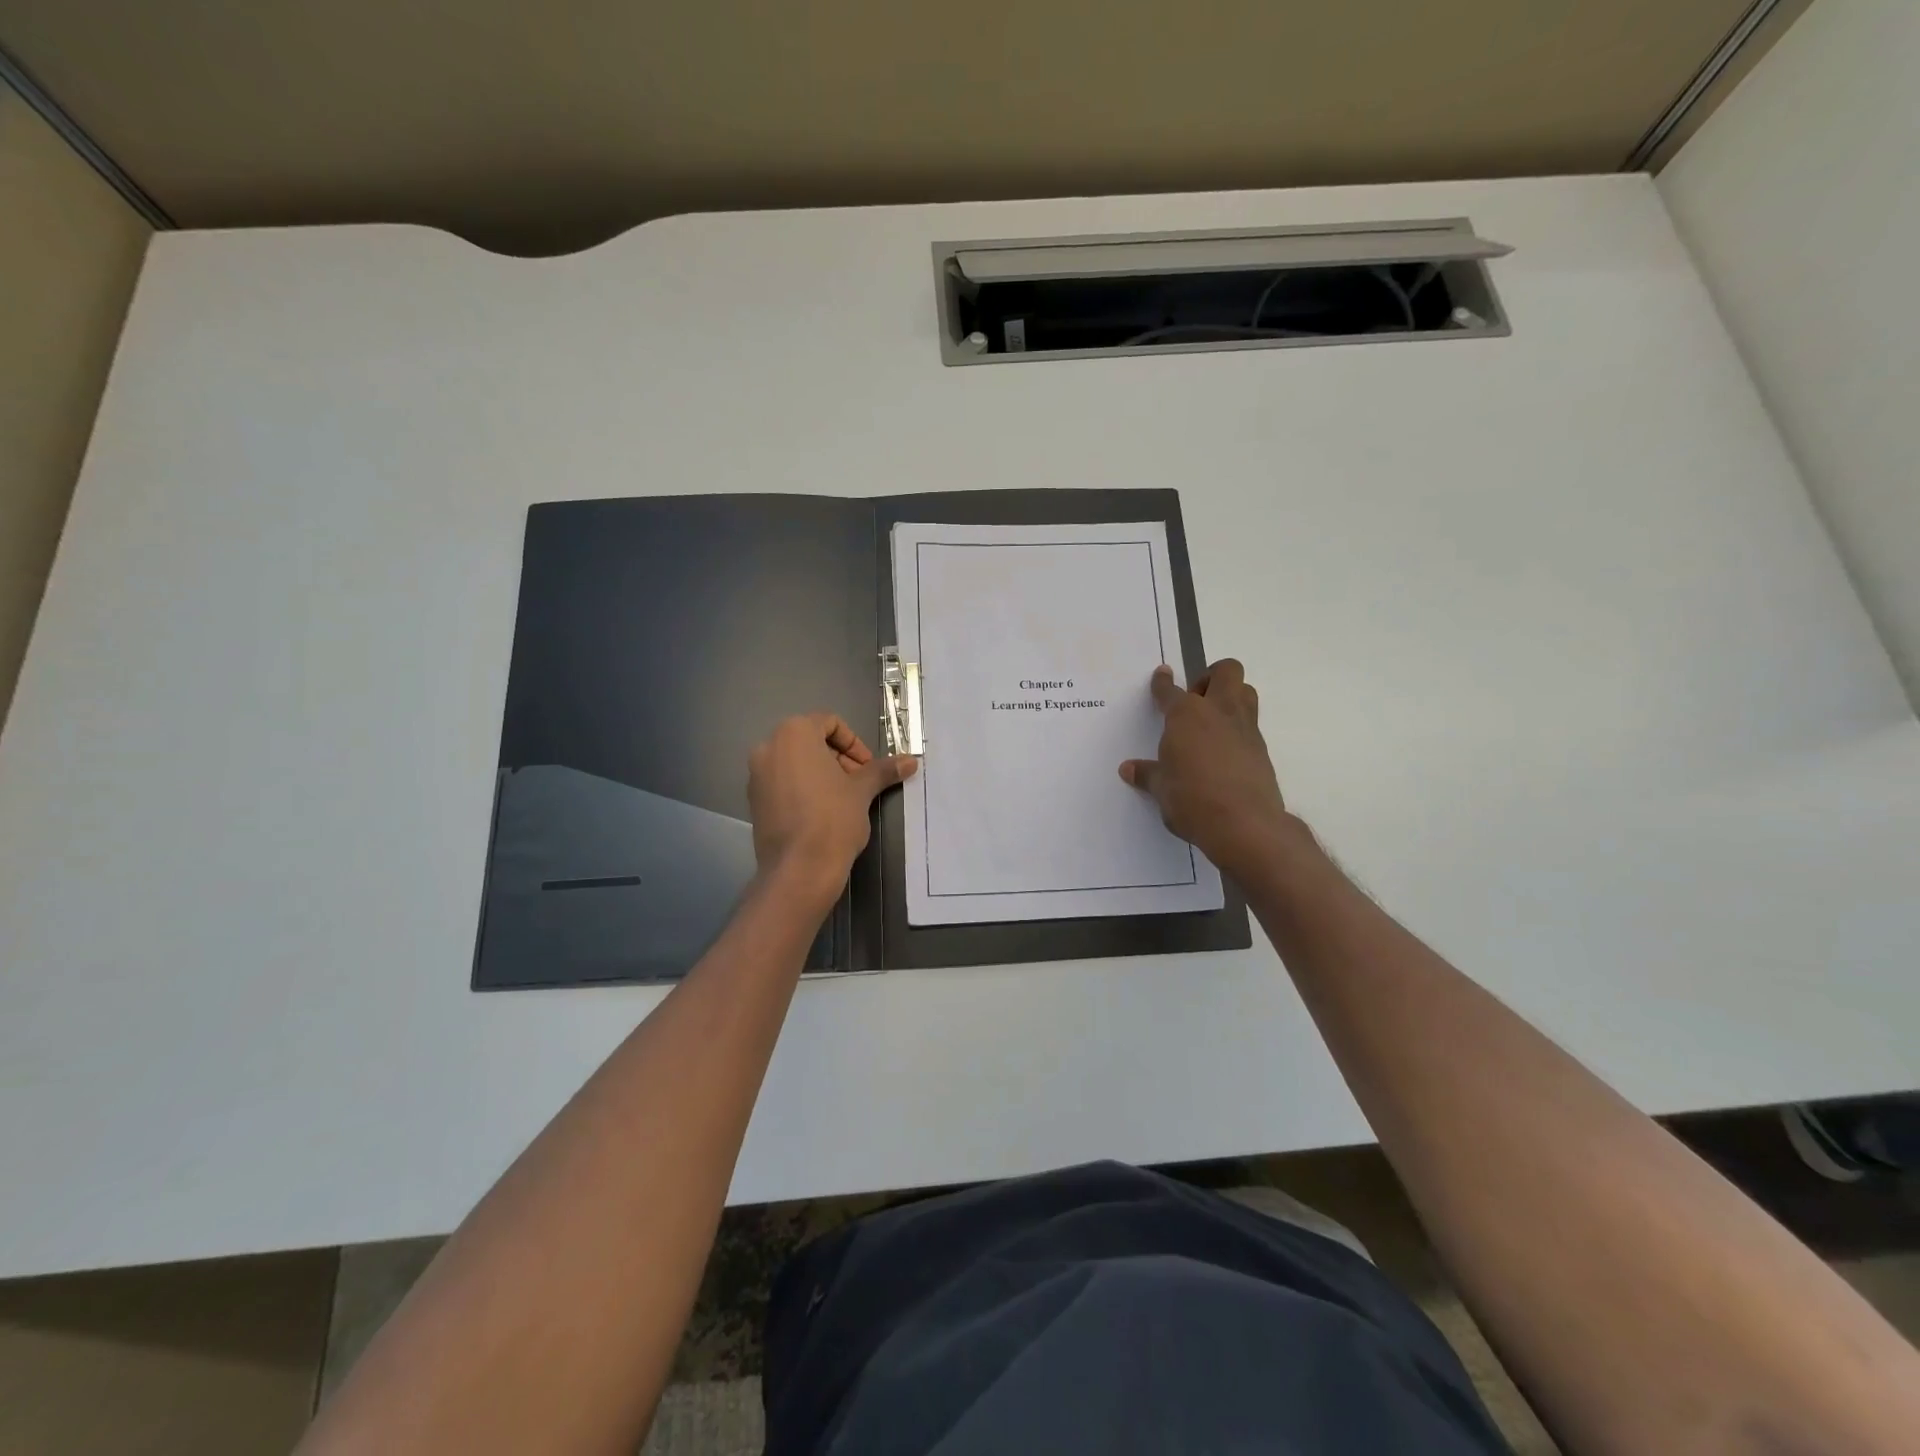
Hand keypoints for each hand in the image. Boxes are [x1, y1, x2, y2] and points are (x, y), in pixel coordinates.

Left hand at [748, 714, 916, 897]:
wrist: (799, 869)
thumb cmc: (833, 819)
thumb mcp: (862, 790)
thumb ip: (883, 770)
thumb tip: (911, 760)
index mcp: (794, 734)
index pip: (830, 723)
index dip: (855, 743)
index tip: (868, 768)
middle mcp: (769, 747)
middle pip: (811, 741)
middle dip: (839, 758)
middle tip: (859, 783)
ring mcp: (756, 775)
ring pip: (795, 762)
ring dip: (822, 773)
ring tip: (843, 799)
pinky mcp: (753, 801)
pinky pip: (782, 783)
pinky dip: (803, 788)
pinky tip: (821, 813)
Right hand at [1120, 661, 1293, 880]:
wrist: (1244, 824)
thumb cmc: (1192, 800)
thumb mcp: (1161, 789)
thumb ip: (1147, 774)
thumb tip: (1129, 769)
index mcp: (1186, 715)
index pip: (1170, 691)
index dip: (1163, 682)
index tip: (1162, 674)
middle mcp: (1218, 712)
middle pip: (1225, 671)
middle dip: (1210, 677)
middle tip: (1195, 700)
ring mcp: (1245, 728)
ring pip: (1246, 691)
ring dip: (1231, 696)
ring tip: (1212, 721)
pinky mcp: (1261, 749)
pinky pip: (1251, 724)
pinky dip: (1237, 728)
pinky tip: (1223, 752)